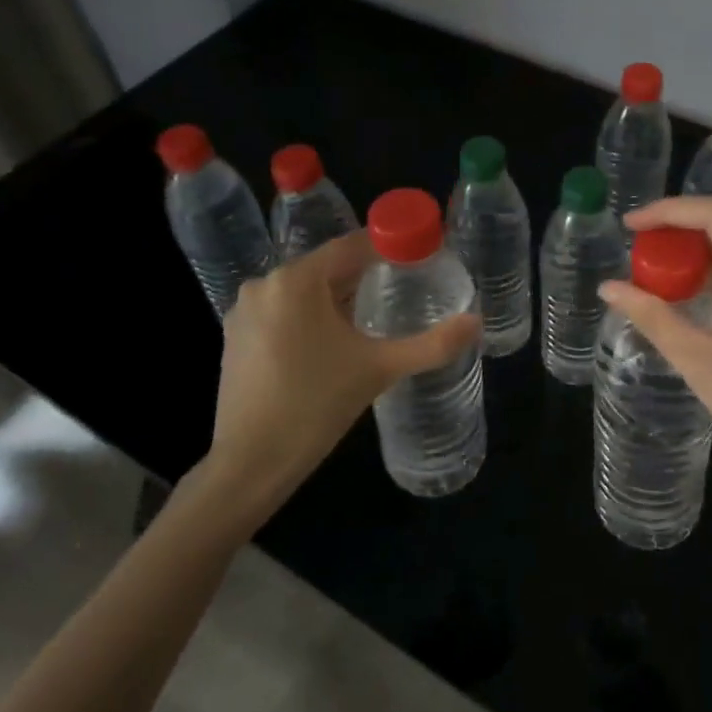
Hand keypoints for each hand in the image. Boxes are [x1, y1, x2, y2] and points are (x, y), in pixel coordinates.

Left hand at [204, 232, 480, 499]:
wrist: (249, 465)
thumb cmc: (315, 406)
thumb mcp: (380, 369)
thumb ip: (431, 344)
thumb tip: (475, 322)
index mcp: (297, 280)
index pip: (351, 246)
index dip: (388, 247)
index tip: (419, 255)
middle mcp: (265, 284)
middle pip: (327, 266)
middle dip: (366, 275)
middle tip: (406, 287)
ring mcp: (245, 311)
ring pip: (305, 289)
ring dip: (339, 297)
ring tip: (376, 314)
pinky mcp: (236, 337)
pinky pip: (284, 310)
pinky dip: (312, 315)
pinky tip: (334, 341)